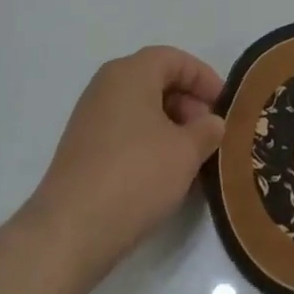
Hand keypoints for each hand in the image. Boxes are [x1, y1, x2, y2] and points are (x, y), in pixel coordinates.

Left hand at [24, 46, 226, 283]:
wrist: (68, 233)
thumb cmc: (135, 177)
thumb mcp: (185, 152)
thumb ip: (207, 130)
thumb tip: (212, 123)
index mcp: (130, 73)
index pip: (175, 60)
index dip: (204, 78)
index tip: (224, 106)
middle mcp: (106, 86)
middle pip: (156, 81)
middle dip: (188, 104)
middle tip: (209, 134)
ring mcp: (89, 118)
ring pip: (140, 108)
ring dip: (170, 126)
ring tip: (190, 158)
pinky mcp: (81, 149)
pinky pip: (124, 131)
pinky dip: (148, 142)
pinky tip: (162, 174)